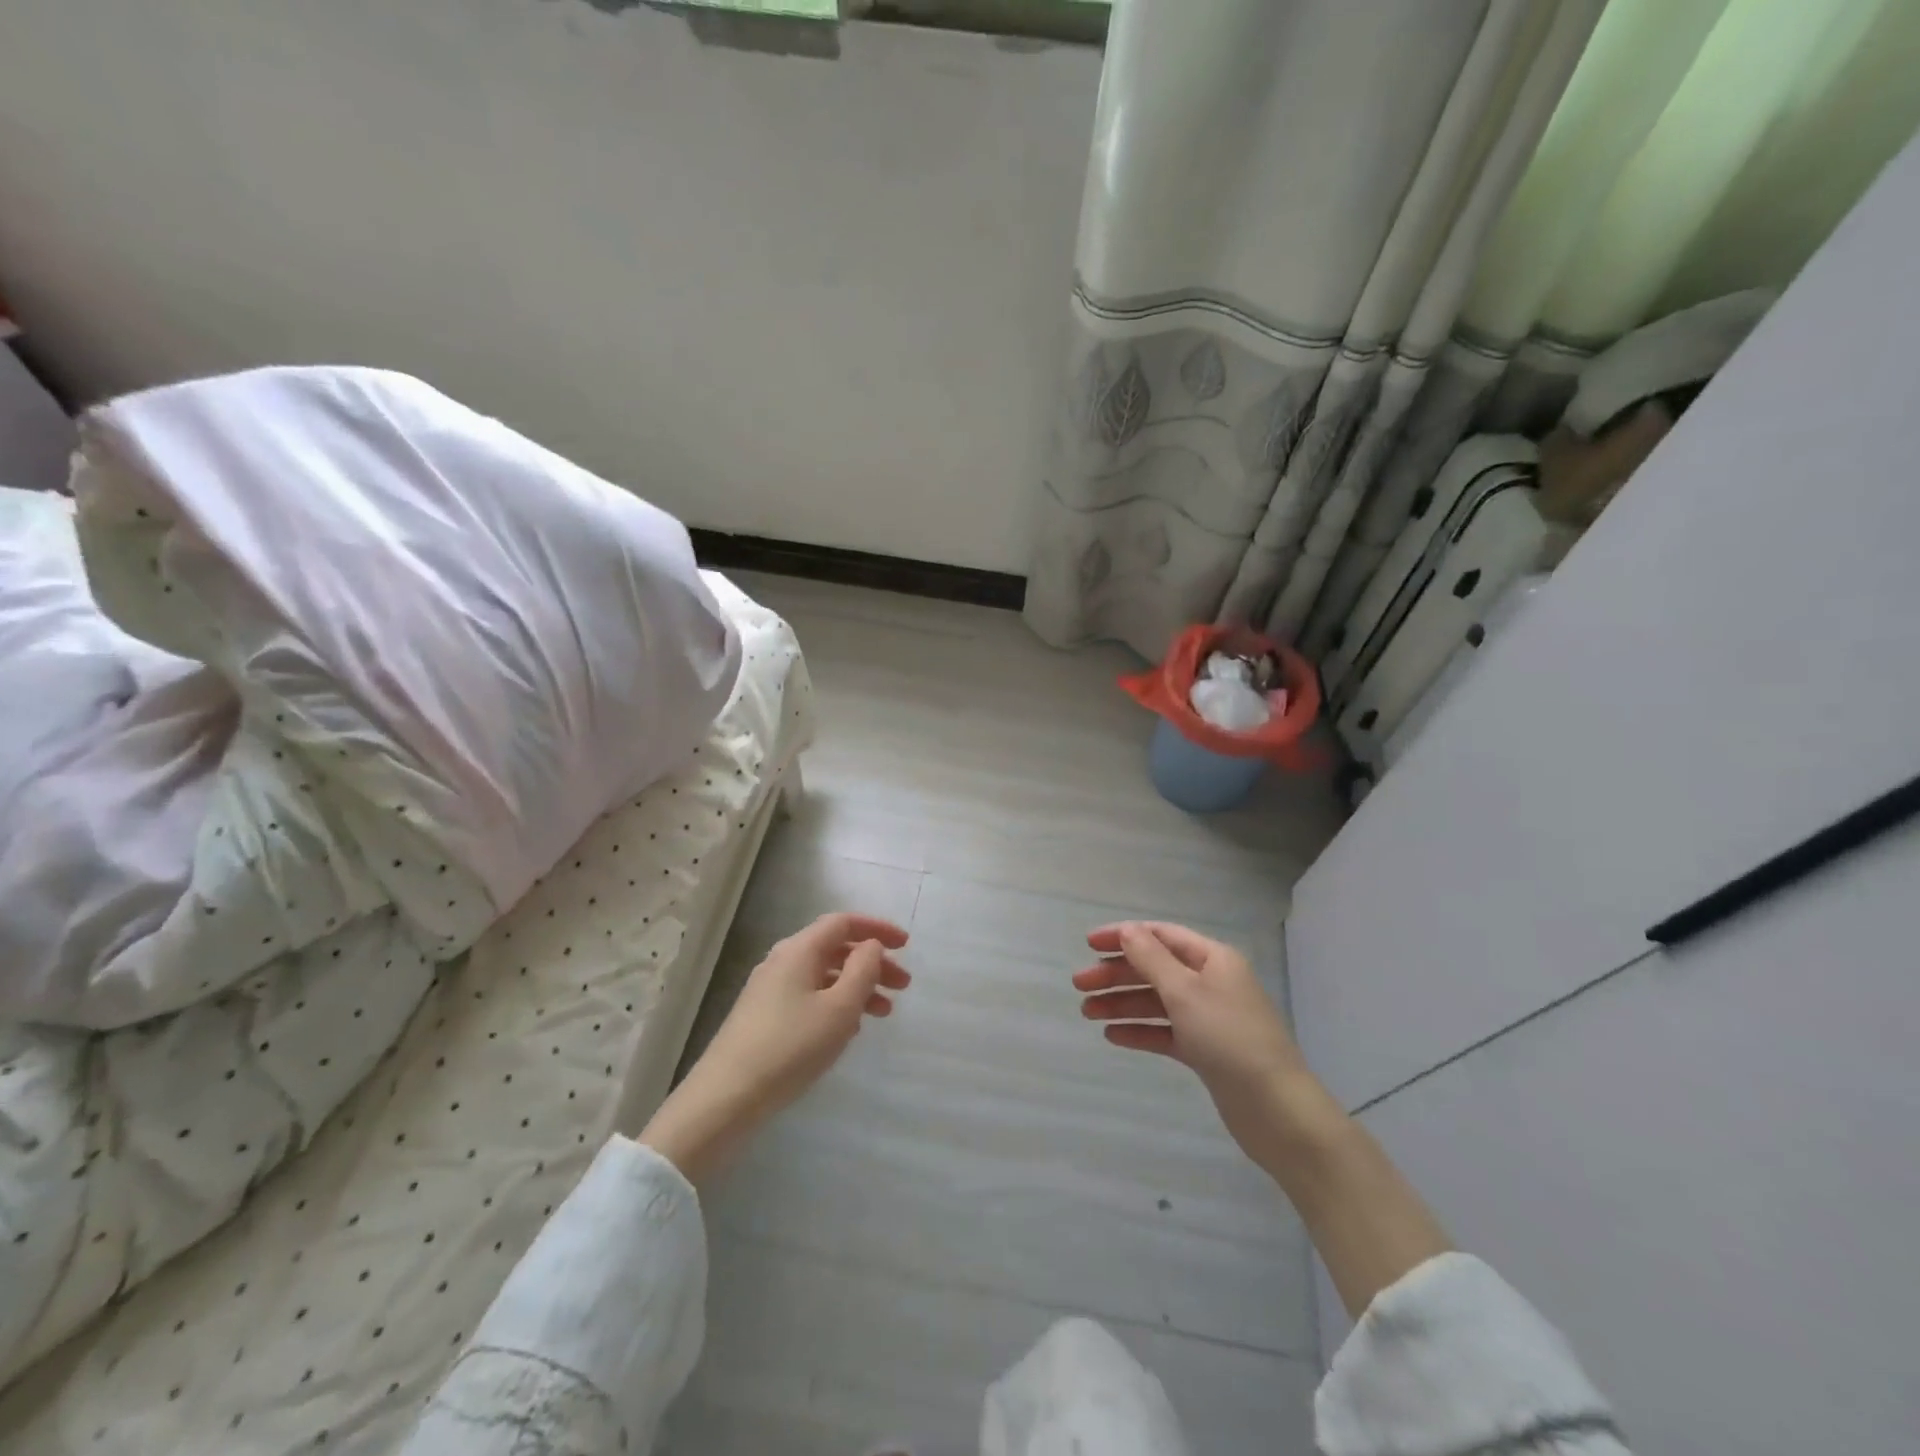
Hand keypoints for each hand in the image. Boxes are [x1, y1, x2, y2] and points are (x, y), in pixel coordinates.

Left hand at [640, 912, 910, 1184]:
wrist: (726, 1098)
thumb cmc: (791, 1047)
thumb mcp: (839, 1008)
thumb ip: (863, 970)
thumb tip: (870, 946)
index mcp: (800, 950)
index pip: (843, 923)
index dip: (876, 929)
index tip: (906, 946)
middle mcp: (783, 961)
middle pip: (835, 949)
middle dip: (872, 963)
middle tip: (903, 987)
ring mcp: (770, 989)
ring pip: (824, 975)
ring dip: (857, 987)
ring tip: (883, 1013)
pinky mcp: (764, 1016)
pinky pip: (810, 996)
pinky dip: (836, 1004)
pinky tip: (849, 1030)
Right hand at [1078, 921, 1453, 1318]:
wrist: (1277, 1111)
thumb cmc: (1230, 1039)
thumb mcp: (1185, 992)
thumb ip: (1151, 959)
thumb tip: (1128, 930)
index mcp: (1213, 959)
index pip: (1161, 936)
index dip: (1124, 936)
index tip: (1088, 944)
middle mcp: (1211, 983)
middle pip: (1155, 969)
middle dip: (1116, 974)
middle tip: (1079, 986)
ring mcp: (1208, 1018)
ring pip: (1156, 1002)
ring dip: (1122, 1004)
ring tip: (1087, 1014)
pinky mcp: (1206, 1051)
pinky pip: (1165, 1032)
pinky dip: (1140, 1031)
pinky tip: (1113, 1036)